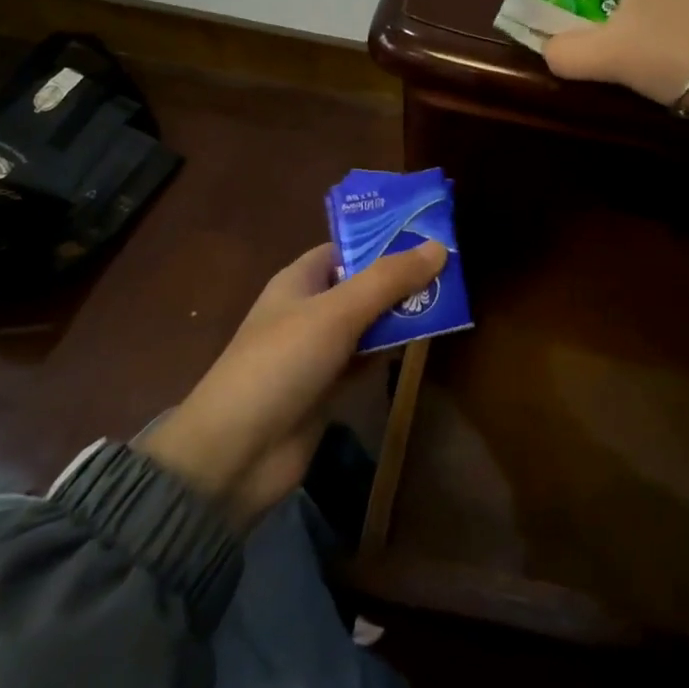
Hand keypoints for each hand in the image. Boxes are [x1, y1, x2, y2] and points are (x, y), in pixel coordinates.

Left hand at [136, 241, 445, 530]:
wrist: (236, 454)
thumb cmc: (281, 364)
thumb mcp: (337, 313)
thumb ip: (388, 280)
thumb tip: (440, 246)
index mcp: (299, 280)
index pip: (346, 247)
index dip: (384, 238)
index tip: (429, 234)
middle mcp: (308, 310)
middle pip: (362, 284)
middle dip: (401, 278)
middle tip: (452, 269)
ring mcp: (318, 351)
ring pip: (368, 323)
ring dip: (400, 314)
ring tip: (450, 299)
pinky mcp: (328, 387)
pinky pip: (366, 358)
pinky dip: (390, 350)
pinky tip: (422, 342)